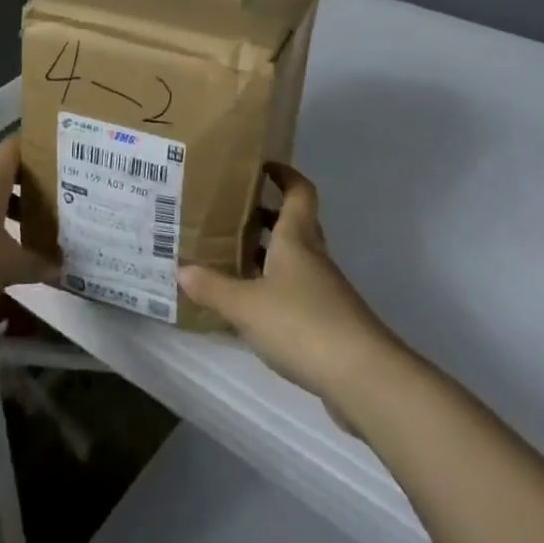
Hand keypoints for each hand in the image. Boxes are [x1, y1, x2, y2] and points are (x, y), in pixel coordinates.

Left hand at [0, 137, 55, 362]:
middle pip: (3, 172)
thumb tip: (60, 266)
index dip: (40, 149)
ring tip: (30, 230)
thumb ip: (37, 263)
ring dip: (6, 208)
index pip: (18, 145)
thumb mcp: (8, 267)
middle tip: (56, 202)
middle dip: (29, 186)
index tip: (62, 161)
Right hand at [177, 163, 402, 415]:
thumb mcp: (247, 305)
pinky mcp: (328, 322)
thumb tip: (181, 269)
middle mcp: (313, 257)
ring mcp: (325, 290)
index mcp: (296, 239)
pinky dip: (275, 290)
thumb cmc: (302, 323)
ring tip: (233, 260)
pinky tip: (253, 308)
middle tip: (233, 215)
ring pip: (295, 260)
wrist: (361, 375)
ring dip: (269, 255)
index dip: (284, 175)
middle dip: (268, 217)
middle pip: (296, 225)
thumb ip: (213, 287)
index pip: (299, 193)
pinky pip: (297, 292)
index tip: (264, 166)